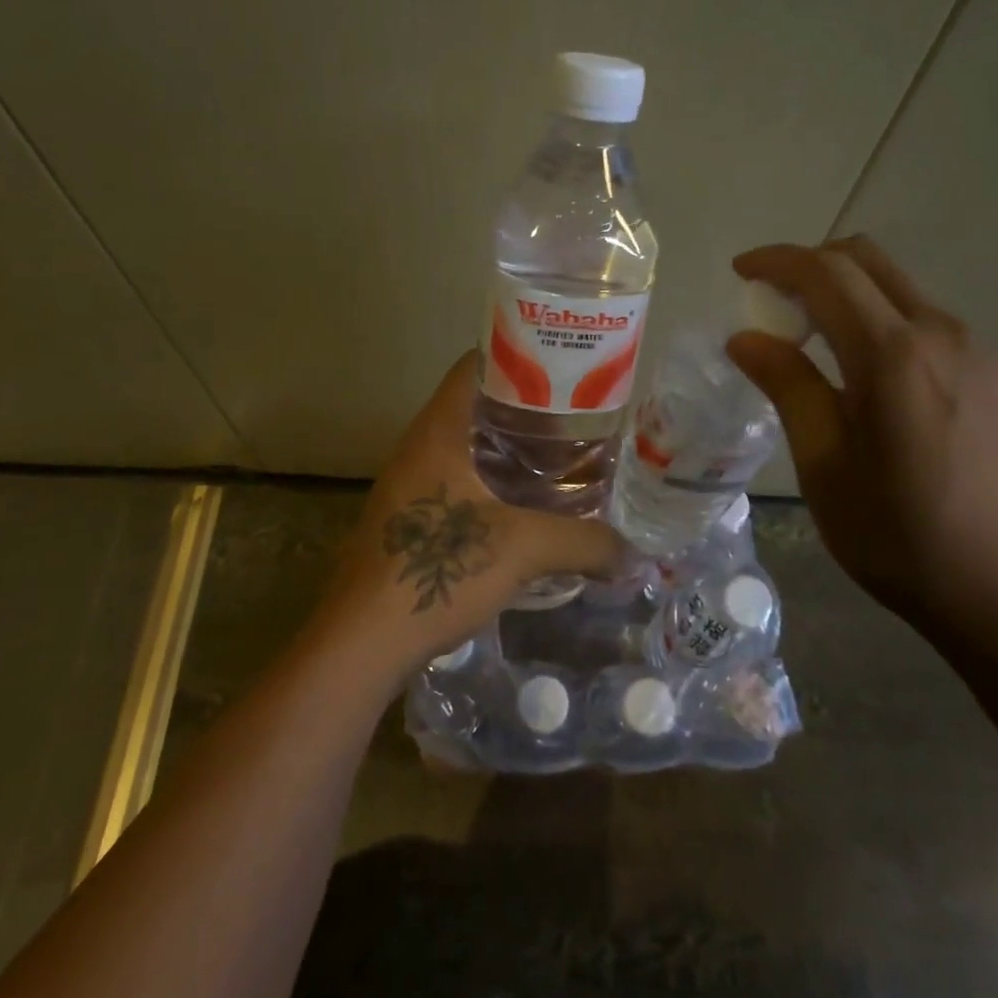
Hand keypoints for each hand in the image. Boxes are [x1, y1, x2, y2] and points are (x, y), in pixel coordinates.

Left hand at [319, 352, 623, 680]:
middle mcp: (418, 447)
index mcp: (438, 431)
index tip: (563, 367)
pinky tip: (524, 507)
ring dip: (506, 448)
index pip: (474, 366)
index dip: (518, 356)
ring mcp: (407, 484)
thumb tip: (634, 553)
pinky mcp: (407, 519)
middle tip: (575, 416)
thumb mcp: (523, 549)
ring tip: (558, 458)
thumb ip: (584, 543)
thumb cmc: (439, 571)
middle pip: (474, 405)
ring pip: (464, 446)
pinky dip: (490, 482)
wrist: (363, 641)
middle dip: (524, 408)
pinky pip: (455, 481)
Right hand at [727, 238, 997, 647]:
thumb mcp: (828, 470)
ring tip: (814, 347)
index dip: (777, 261)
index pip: (826, 273)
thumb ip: (789, 389)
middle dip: (811, 265)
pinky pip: (928, 327)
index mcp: (893, 355)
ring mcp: (982, 353)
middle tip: (772, 301)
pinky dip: (883, 326)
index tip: (740, 271)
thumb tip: (747, 338)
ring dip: (849, 297)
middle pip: (869, 262)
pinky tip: (872, 383)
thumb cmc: (909, 542)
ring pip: (901, 293)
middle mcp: (943, 334)